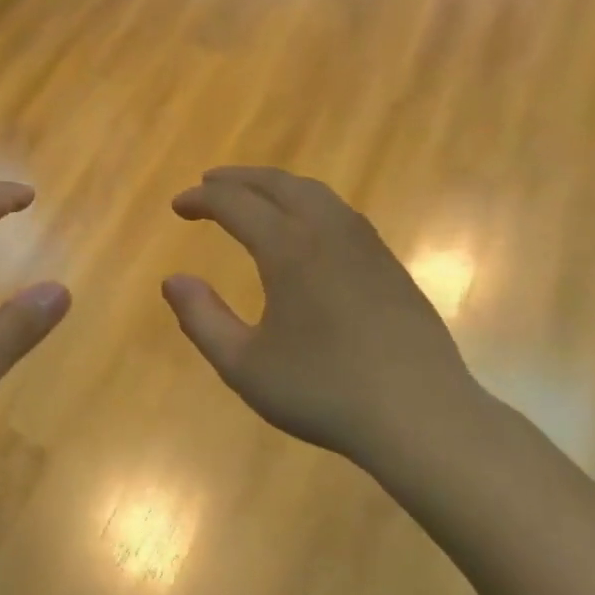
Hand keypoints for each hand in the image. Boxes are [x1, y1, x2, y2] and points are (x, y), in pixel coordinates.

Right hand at [162, 167, 482, 471]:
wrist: (421, 415)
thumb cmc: (323, 391)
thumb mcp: (244, 365)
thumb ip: (202, 319)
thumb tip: (173, 281)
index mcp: (288, 249)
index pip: (236, 204)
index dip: (202, 199)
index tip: (178, 206)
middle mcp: (327, 233)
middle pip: (278, 184)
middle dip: (239, 179)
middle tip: (209, 183)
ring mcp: (365, 246)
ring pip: (315, 193)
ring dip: (277, 186)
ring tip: (254, 196)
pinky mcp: (389, 265)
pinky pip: (340, 213)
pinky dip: (308, 203)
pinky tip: (305, 228)